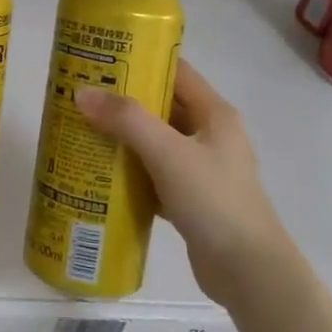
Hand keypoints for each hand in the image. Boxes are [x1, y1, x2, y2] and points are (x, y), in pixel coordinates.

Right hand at [75, 60, 291, 304]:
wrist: (249, 272)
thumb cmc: (214, 201)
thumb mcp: (168, 153)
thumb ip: (126, 120)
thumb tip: (82, 92)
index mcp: (215, 114)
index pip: (177, 72)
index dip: (142, 61)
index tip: (102, 59)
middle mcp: (211, 135)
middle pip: (163, 106)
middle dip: (124, 101)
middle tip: (83, 96)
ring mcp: (203, 168)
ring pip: (156, 142)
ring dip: (124, 137)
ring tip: (83, 130)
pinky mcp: (192, 198)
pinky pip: (155, 174)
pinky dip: (131, 171)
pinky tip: (101, 173)